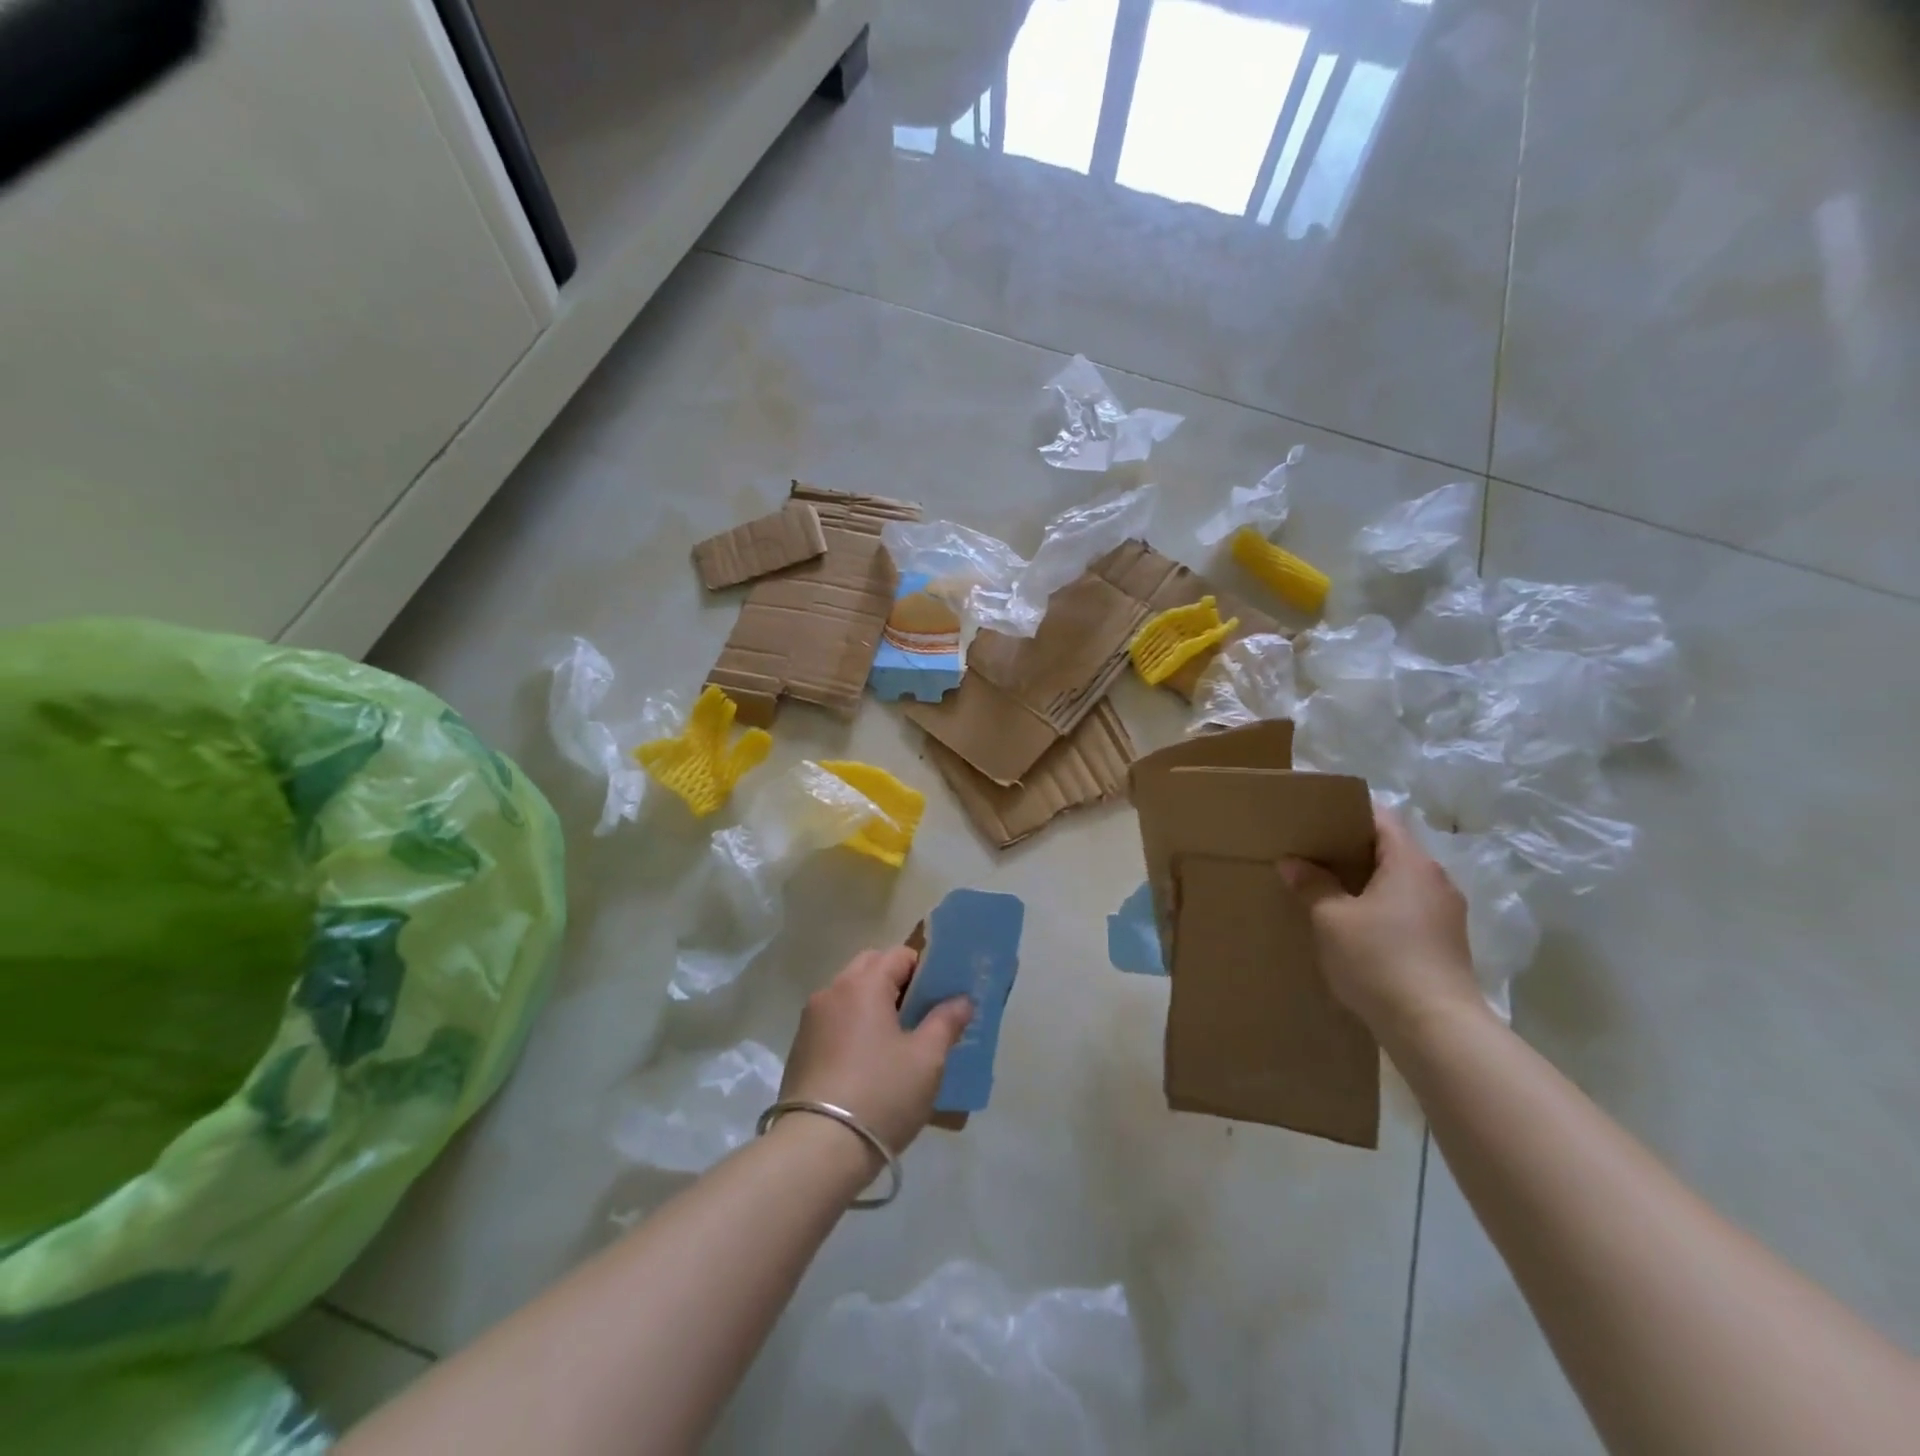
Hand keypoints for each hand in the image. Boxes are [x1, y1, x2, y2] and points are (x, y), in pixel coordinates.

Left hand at [780, 946, 971, 1155]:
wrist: (817, 1149)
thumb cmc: (881, 1094)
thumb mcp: (927, 1059)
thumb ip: (947, 1021)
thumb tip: (961, 1000)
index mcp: (863, 984)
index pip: (899, 955)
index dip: (924, 970)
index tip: (940, 997)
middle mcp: (832, 991)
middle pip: (870, 968)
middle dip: (896, 982)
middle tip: (920, 1015)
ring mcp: (810, 1020)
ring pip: (849, 995)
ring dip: (873, 1005)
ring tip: (896, 1041)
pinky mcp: (799, 1048)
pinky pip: (834, 1021)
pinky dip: (853, 1027)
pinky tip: (868, 1063)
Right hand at [1278, 808, 1484, 1041]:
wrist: (1435, 1028)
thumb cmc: (1379, 959)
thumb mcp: (1331, 919)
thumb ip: (1312, 885)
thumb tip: (1292, 862)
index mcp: (1411, 862)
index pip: (1381, 818)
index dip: (1348, 813)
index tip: (1315, 818)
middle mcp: (1435, 880)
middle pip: (1391, 849)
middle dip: (1351, 849)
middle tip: (1311, 853)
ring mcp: (1445, 914)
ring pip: (1399, 882)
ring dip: (1366, 882)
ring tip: (1326, 889)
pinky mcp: (1445, 944)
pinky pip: (1407, 909)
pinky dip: (1380, 908)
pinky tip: (1352, 926)